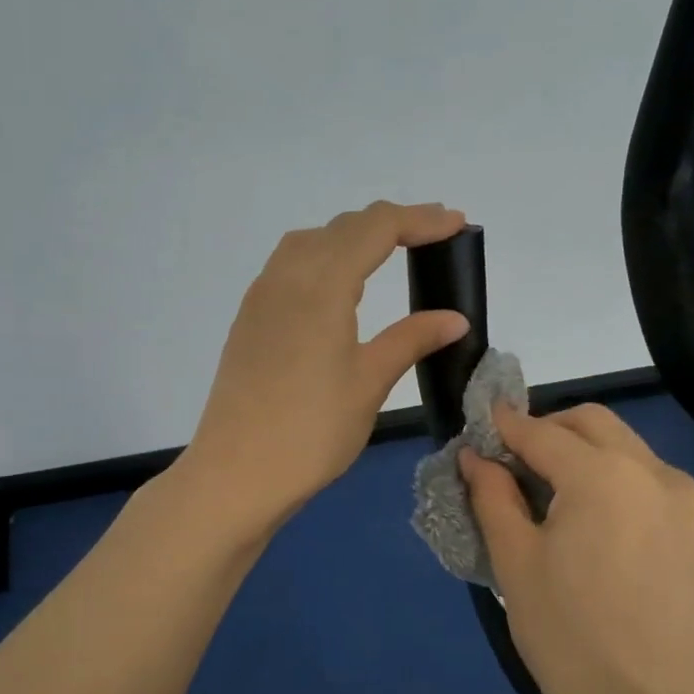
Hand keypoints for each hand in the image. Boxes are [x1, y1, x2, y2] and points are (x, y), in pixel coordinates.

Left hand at [182, 201, 471, 536]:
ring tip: (388, 251)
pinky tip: (337, 285)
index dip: (420, 220)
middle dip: (391, 223)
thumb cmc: (311, 432)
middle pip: (343, 227)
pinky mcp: (249, 318)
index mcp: (321, 286)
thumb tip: (455, 318)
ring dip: (352, 236)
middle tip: (434, 235)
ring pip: (310, 241)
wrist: (236, 473)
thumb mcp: (369, 383)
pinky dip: (323, 256)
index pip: (376, 229)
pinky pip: (289, 265)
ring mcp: (261, 296)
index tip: (457, 224)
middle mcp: (286, 277)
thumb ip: (411, 339)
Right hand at [461, 404, 693, 693]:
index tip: (478, 429)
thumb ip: (493, 496)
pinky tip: (599, 526)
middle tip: (514, 464)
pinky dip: (618, 481)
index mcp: (603, 475)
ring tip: (555, 497)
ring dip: (585, 453)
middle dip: (548, 429)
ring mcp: (688, 501)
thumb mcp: (515, 564)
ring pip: (627, 448)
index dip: (503, 426)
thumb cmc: (570, 640)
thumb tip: (475, 457)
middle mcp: (654, 472)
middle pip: (592, 423)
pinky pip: (652, 483)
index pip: (541, 431)